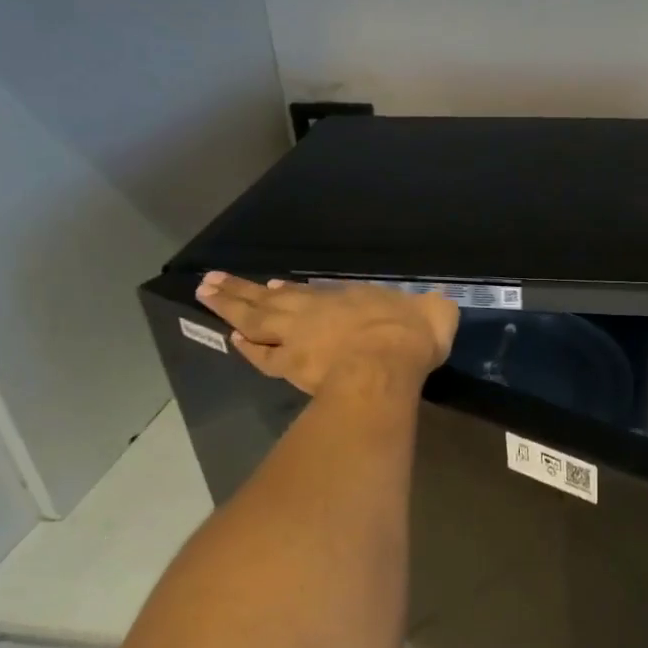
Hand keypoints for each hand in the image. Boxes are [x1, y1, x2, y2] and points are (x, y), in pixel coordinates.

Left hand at [194, 273, 458, 394]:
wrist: (386, 366)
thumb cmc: (409, 335)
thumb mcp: (434, 313)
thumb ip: (433, 307)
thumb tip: (441, 304)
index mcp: (346, 297)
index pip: (308, 291)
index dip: (286, 290)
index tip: (269, 285)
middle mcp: (314, 311)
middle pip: (267, 299)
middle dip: (238, 289)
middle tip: (211, 281)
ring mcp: (297, 338)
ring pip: (254, 320)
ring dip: (228, 308)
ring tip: (206, 295)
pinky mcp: (291, 366)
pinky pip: (261, 356)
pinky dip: (246, 348)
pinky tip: (233, 342)